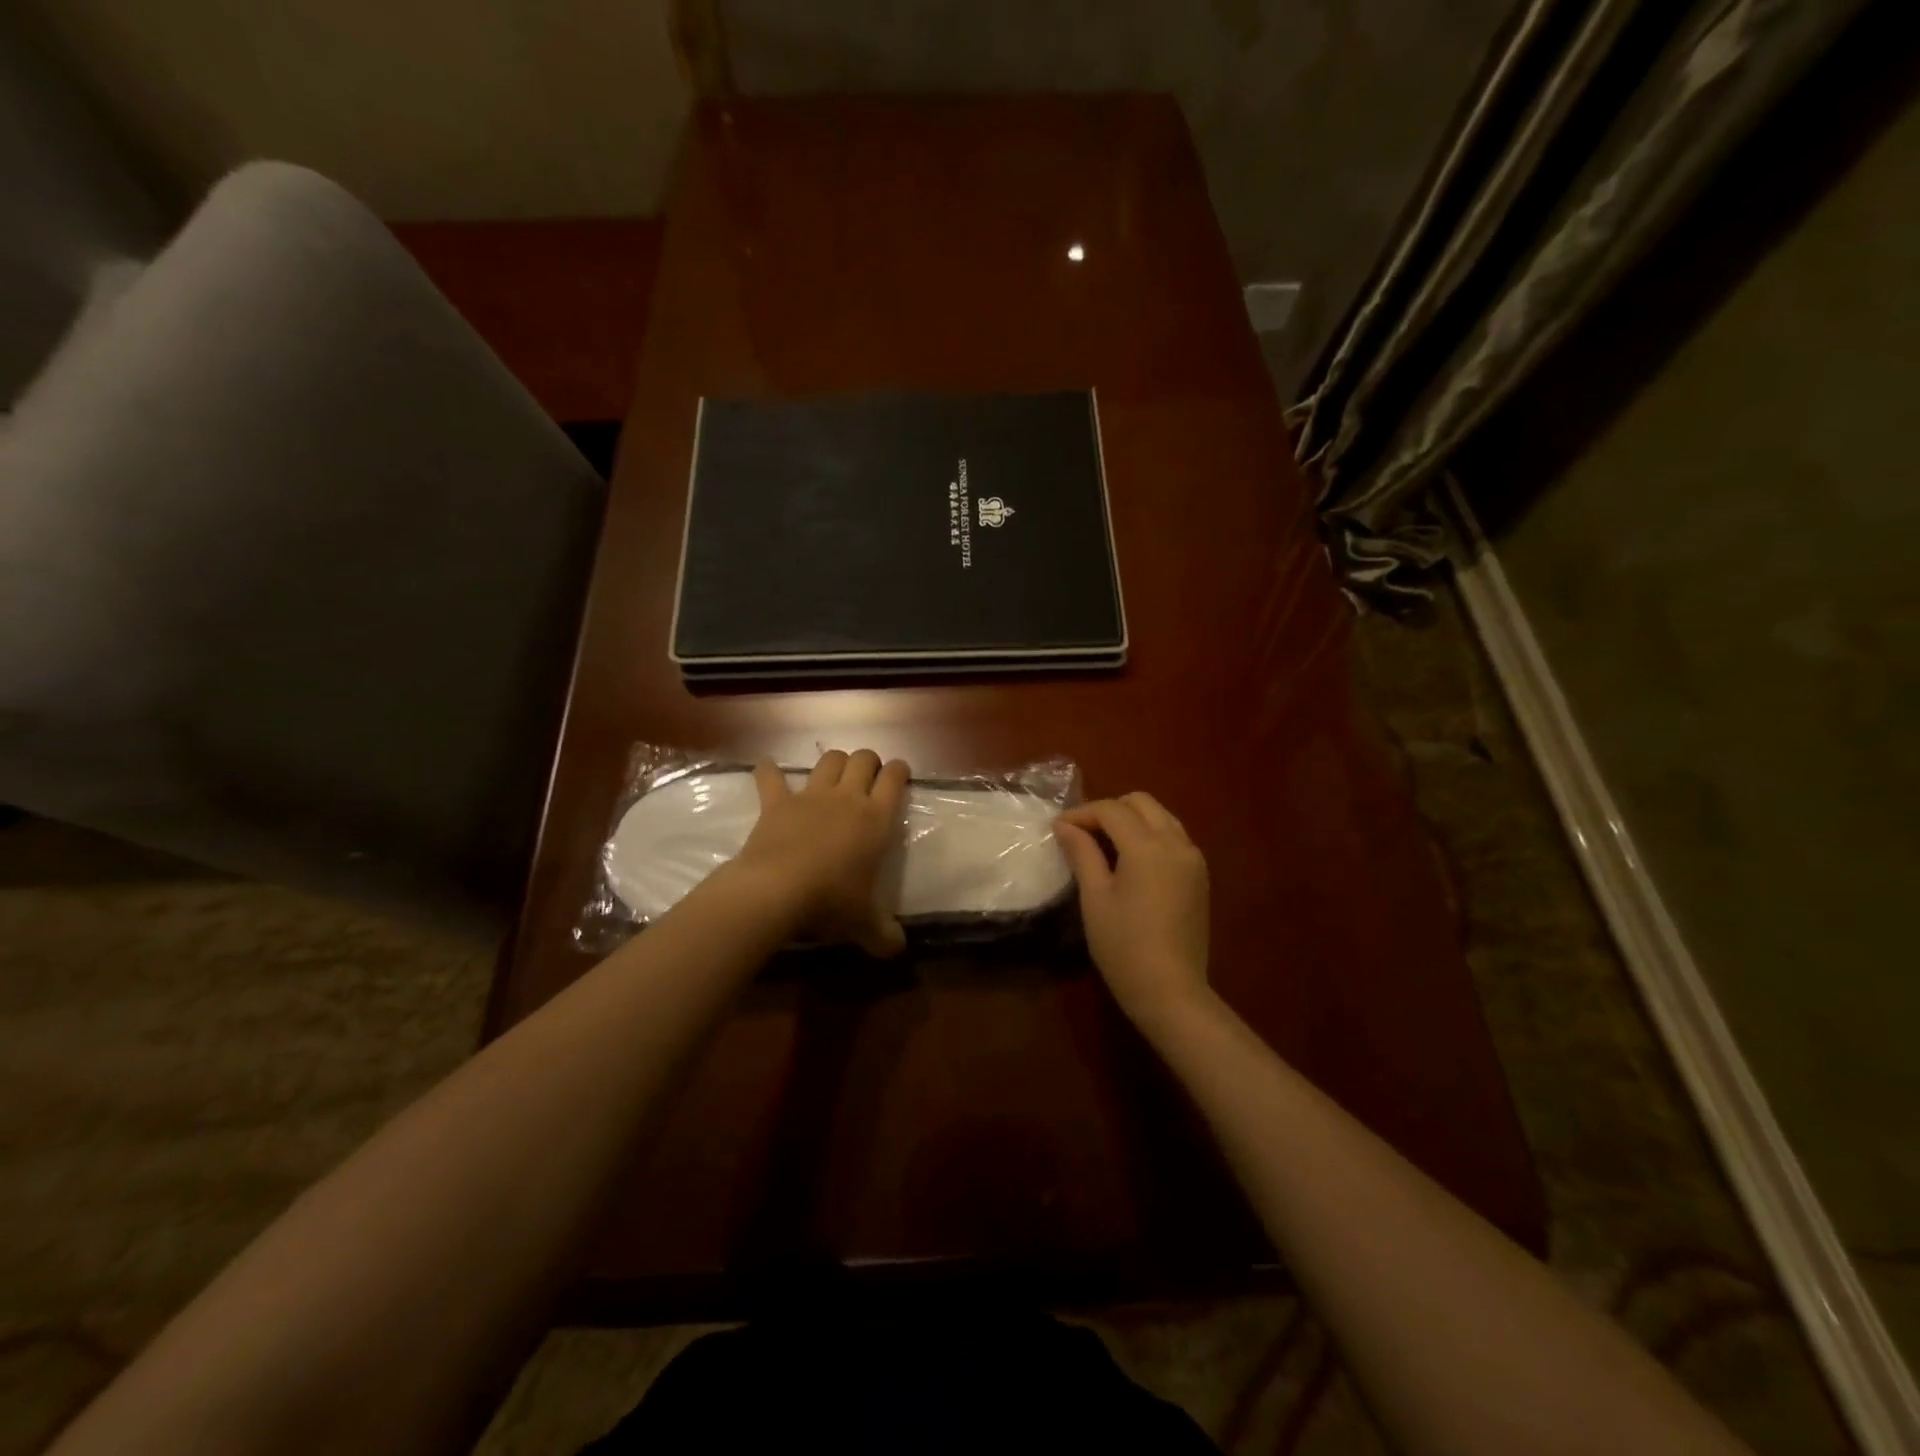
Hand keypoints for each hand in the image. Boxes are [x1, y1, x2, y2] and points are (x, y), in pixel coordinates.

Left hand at [734, 749, 910, 957]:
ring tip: (834, 773)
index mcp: (876, 819)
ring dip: (834, 762)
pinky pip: (771, 778)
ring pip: (828, 761)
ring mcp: (810, 796)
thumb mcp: (864, 923)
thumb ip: (884, 934)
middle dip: (868, 761)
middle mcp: (847, 798)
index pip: (895, 779)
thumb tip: (897, 949)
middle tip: (868, 777)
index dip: (899, 771)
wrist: (777, 890)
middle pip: (863, 759)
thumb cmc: (830, 901)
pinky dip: (768, 771)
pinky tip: (766, 767)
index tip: (899, 773)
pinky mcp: (776, 803)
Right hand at [1054, 793, 1210, 1032]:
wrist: (1171, 991)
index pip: (1111, 810)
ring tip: (1104, 844)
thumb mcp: (1095, 898)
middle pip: (1141, 803)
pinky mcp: (1199, 876)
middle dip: (1109, 809)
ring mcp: (1193, 859)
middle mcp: (1176, 843)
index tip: (1058, 828)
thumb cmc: (1124, 946)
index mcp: (1148, 846)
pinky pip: (1173, 837)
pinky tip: (1131, 861)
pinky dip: (1150, 835)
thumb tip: (1064, 825)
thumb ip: (1082, 853)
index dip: (1082, 813)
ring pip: (1161, 817)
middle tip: (1082, 834)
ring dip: (1132, 820)